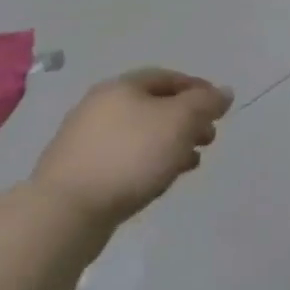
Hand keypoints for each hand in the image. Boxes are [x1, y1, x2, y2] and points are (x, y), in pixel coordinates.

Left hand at [33, 68, 231, 230]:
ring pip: (141, 135)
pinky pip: (125, 159)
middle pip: (155, 107)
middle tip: (208, 139)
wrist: (65, 212)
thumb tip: (223, 92)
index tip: (220, 110)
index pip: (169, 77)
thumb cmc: (130, 155)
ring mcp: (85, 141)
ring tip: (190, 164)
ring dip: (171, 145)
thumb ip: (206, 103)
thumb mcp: (180, 121)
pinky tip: (160, 181)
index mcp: (121, 87)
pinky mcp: (80, 172)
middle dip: (187, 121)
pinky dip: (148, 164)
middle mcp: (100, 107)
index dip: (199, 90)